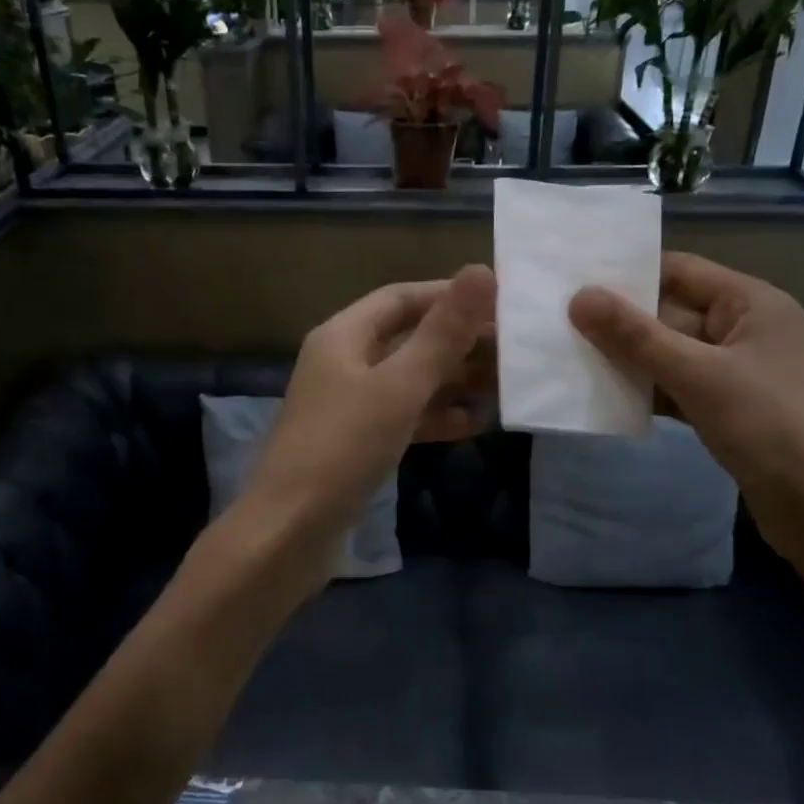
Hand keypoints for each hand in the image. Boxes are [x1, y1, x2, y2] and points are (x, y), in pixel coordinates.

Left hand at [243, 264, 496, 547]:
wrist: (289, 533)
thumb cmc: (343, 448)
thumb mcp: (399, 387)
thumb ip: (442, 333)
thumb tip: (482, 270)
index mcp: (343, 336)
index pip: (401, 297)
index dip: (448, 295)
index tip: (500, 303)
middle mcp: (343, 363)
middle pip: (408, 338)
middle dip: (458, 343)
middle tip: (514, 352)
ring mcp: (348, 405)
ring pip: (408, 380)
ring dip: (452, 381)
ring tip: (504, 386)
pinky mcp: (356, 443)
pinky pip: (402, 417)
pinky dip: (435, 417)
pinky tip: (472, 425)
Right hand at [568, 253, 803, 567]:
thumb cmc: (774, 427)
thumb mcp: (700, 376)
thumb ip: (636, 337)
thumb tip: (578, 297)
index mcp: (750, 303)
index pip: (678, 270)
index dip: (627, 273)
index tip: (571, 279)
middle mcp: (744, 329)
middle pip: (670, 312)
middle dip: (619, 320)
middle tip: (556, 321)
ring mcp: (737, 373)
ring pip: (670, 354)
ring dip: (627, 359)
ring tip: (567, 355)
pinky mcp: (728, 411)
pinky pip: (677, 388)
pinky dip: (646, 391)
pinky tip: (604, 397)